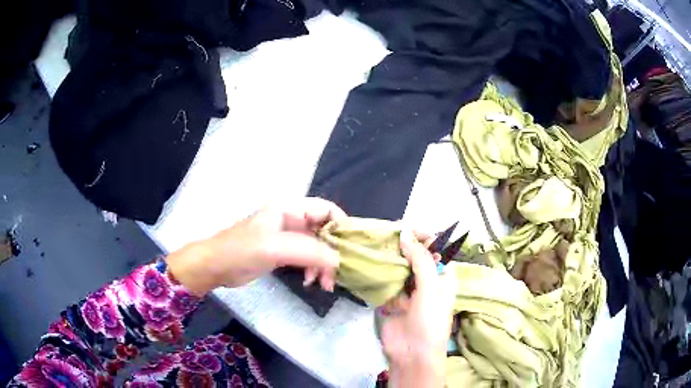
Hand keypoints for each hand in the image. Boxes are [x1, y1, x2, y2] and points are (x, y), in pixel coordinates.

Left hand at [165, 198, 345, 295]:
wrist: (216, 266)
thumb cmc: (242, 250)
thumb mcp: (275, 248)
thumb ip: (309, 251)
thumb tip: (339, 260)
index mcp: (290, 208)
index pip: (326, 209)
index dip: (342, 225)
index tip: (351, 249)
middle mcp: (292, 219)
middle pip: (324, 230)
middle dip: (333, 252)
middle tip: (338, 274)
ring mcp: (287, 237)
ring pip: (317, 247)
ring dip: (324, 264)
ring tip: (324, 284)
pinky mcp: (283, 252)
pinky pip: (307, 258)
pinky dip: (313, 269)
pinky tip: (310, 281)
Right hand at [380, 230, 456, 387]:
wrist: (412, 353)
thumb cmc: (430, 319)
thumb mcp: (430, 287)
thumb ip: (419, 259)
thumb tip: (405, 233)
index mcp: (444, 277)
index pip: (436, 250)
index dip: (424, 237)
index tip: (406, 227)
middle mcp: (428, 281)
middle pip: (416, 258)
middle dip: (404, 246)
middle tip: (386, 233)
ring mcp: (410, 292)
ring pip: (400, 269)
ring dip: (391, 259)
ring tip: (376, 244)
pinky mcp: (393, 301)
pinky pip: (388, 283)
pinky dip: (381, 274)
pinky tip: (371, 262)